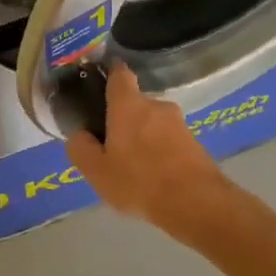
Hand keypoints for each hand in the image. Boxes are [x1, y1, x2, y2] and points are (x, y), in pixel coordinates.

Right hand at [67, 66, 231, 233]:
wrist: (196, 203)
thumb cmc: (138, 181)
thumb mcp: (96, 171)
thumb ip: (81, 148)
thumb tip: (79, 135)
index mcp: (128, 105)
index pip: (120, 74)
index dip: (110, 72)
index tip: (101, 78)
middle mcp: (156, 106)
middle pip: (135, 103)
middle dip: (123, 117)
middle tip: (111, 143)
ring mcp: (179, 123)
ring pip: (153, 123)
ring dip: (142, 136)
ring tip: (133, 165)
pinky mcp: (195, 142)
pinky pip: (169, 140)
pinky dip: (159, 150)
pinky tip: (153, 175)